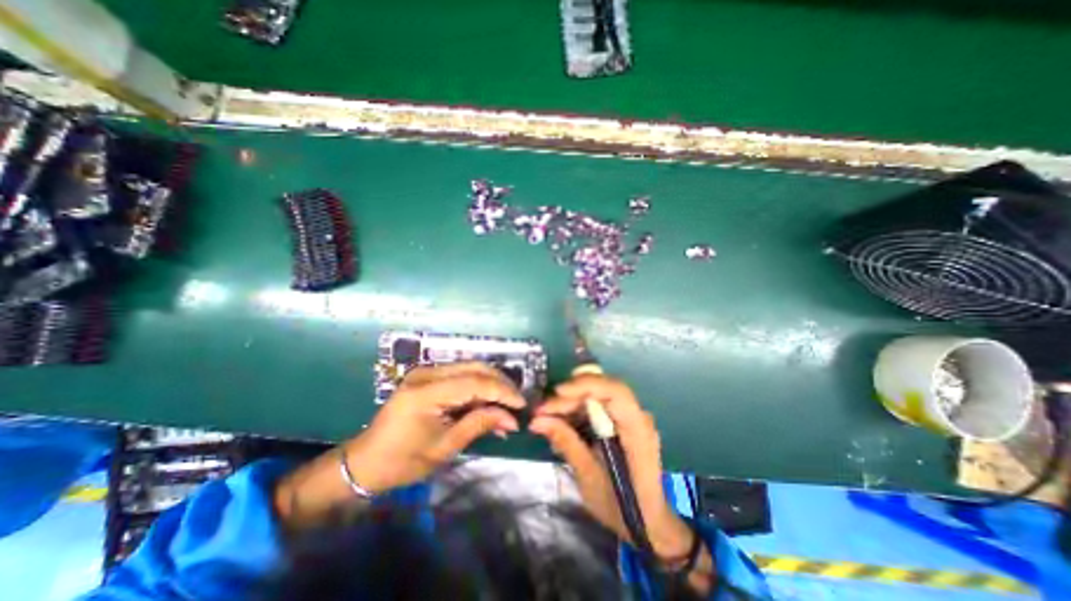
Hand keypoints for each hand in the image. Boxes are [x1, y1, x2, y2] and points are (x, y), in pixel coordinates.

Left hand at [346, 362, 526, 491]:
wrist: (365, 462)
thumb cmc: (402, 462)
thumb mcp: (444, 448)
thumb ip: (479, 424)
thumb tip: (511, 418)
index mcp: (426, 392)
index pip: (475, 382)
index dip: (502, 391)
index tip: (522, 404)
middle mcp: (427, 374)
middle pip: (475, 368)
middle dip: (500, 383)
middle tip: (517, 402)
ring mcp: (426, 372)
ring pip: (470, 368)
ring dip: (491, 384)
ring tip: (506, 405)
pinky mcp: (428, 377)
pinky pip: (461, 376)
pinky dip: (478, 387)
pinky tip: (488, 403)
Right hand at [525, 376, 694, 562]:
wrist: (647, 522)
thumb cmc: (622, 506)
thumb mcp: (589, 477)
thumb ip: (566, 443)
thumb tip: (537, 421)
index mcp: (637, 429)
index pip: (615, 391)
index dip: (586, 385)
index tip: (557, 393)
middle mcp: (637, 416)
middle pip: (602, 390)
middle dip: (570, 396)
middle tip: (541, 411)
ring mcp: (630, 417)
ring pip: (597, 395)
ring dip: (570, 402)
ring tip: (546, 418)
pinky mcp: (622, 421)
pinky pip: (597, 406)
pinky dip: (577, 410)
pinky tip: (561, 424)